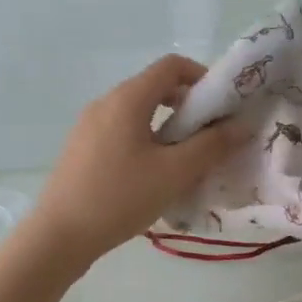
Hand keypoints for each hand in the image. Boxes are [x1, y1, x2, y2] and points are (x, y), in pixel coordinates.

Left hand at [28, 55, 248, 269]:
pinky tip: (154, 175)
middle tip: (210, 137)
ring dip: (168, 126)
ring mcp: (89, 126)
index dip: (203, 77)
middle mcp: (106, 103)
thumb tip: (242, 124)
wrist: (59, 235)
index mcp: (128, 99)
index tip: (223, 107)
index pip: (172, 66)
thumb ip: (212, 145)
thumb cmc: (120, 198)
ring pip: (139, 112)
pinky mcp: (82, 148)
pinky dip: (147, 140)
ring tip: (185, 160)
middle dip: (189, 106)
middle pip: (154, 87)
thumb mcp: (175, 173)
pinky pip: (122, 131)